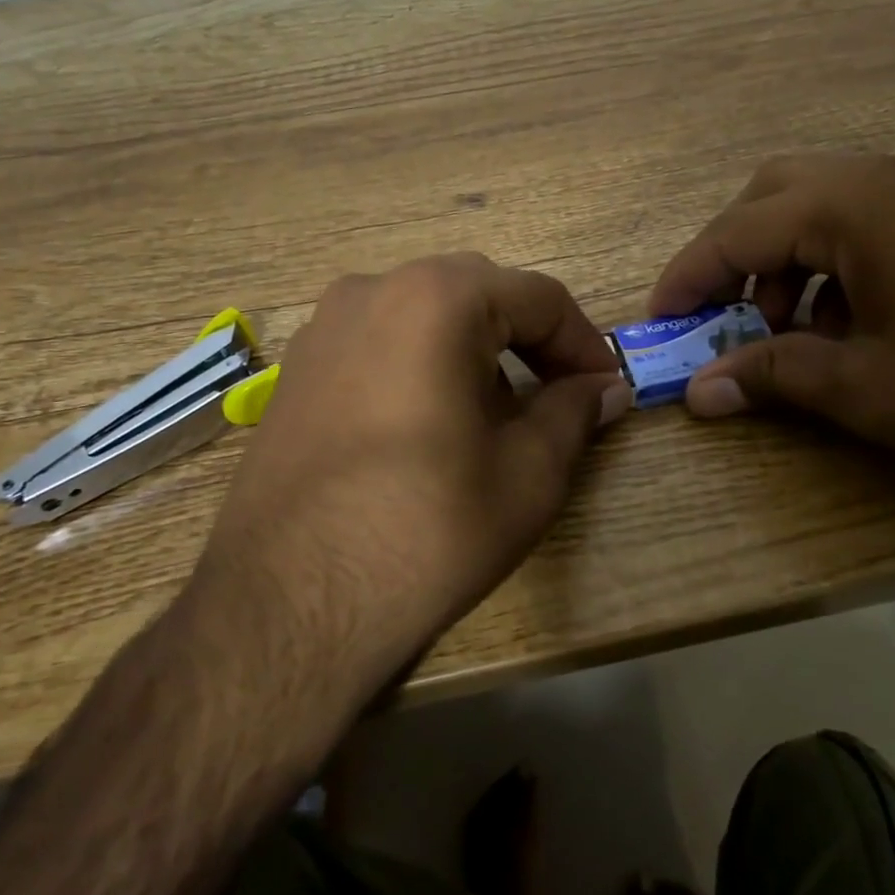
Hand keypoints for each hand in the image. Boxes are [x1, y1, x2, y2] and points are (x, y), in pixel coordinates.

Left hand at [204, 254, 629, 683]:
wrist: (287, 605)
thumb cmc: (426, 530)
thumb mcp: (527, 474)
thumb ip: (573, 413)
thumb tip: (603, 388)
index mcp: (437, 298)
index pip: (538, 297)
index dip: (584, 343)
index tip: (607, 390)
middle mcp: (373, 289)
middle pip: (479, 294)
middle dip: (529, 341)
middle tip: (559, 397)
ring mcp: (323, 326)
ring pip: (425, 314)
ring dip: (475, 351)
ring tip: (495, 417)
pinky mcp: (296, 369)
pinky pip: (379, 342)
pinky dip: (422, 364)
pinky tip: (430, 426)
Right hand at [649, 153, 894, 498]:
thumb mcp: (869, 390)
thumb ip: (773, 376)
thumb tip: (699, 391)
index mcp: (858, 204)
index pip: (737, 228)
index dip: (687, 277)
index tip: (658, 322)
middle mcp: (894, 176)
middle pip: (776, 194)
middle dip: (734, 255)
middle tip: (722, 315)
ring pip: (827, 205)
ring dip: (788, 261)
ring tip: (792, 332)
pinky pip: (877, 223)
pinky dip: (840, 265)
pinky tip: (856, 325)